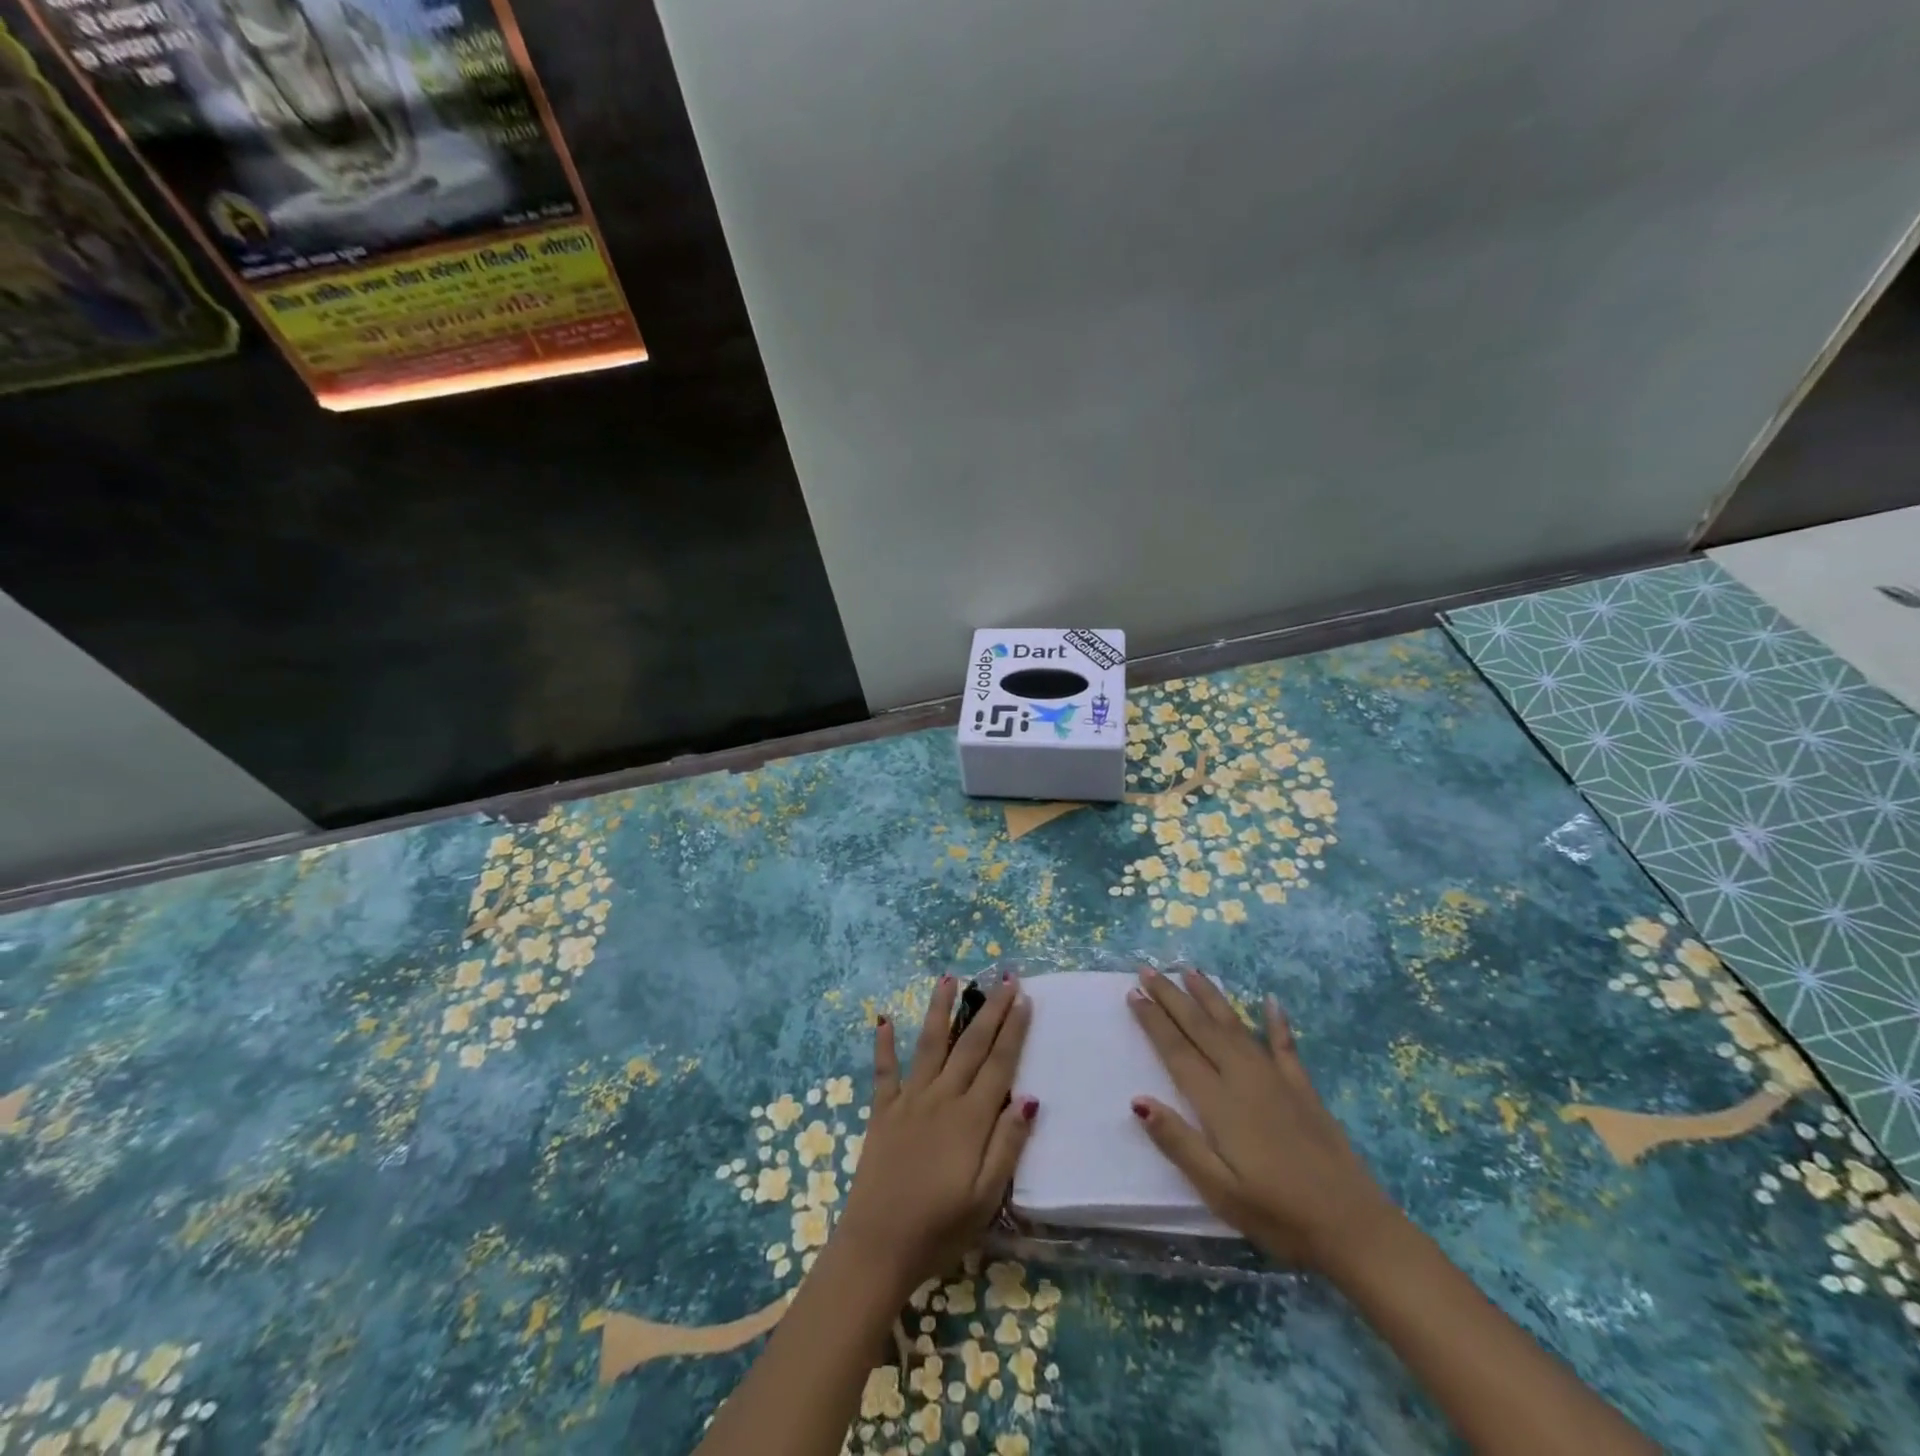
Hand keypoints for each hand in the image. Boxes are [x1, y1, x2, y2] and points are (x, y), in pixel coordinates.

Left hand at [834, 974, 1036, 1298]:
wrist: (877, 1246)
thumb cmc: (940, 1228)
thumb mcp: (986, 1198)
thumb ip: (1007, 1145)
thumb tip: (1030, 1098)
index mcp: (970, 1119)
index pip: (999, 1063)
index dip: (1013, 1029)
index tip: (1024, 998)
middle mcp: (941, 1098)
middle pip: (970, 1045)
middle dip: (989, 1009)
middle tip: (1003, 977)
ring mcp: (909, 1101)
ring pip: (929, 1045)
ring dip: (939, 1010)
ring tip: (949, 978)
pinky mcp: (882, 1112)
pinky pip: (884, 1071)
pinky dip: (883, 1045)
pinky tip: (883, 1019)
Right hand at [1128, 965, 1397, 1271]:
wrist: (1355, 1228)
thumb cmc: (1278, 1214)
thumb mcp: (1219, 1190)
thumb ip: (1179, 1142)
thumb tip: (1138, 1100)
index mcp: (1218, 1103)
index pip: (1177, 1051)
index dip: (1153, 1021)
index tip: (1133, 994)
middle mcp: (1243, 1078)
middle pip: (1201, 1028)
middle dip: (1172, 997)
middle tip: (1148, 970)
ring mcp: (1276, 1079)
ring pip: (1235, 1026)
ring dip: (1211, 997)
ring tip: (1190, 970)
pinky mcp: (1303, 1089)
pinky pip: (1284, 1045)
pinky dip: (1276, 1022)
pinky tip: (1271, 1001)